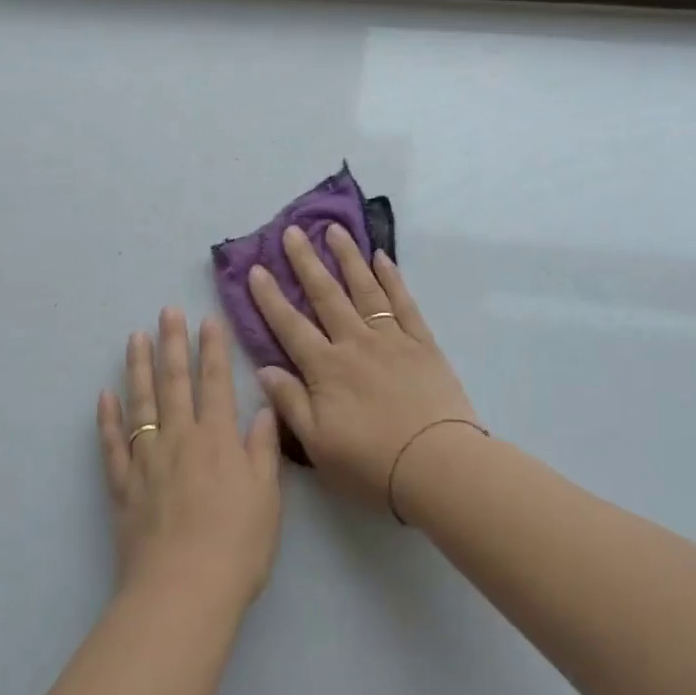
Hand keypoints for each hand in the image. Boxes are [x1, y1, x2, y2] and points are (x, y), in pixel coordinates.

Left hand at [96, 309, 281, 614]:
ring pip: (141, 404)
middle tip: (166, 311)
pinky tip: (105, 396)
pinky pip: (112, 445)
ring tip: (135, 338)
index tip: (208, 320)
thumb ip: (263, 450)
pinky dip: (107, 419)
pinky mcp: (123, 487)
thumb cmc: (237, 546)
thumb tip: (263, 410)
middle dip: (173, 344)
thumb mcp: (267, 498)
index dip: (213, 349)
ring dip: (138, 369)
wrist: (183, 592)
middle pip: (175, 382)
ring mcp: (147, 461)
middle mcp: (180, 439)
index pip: (216, 382)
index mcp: (218, 439)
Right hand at [247, 226, 480, 515]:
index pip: (291, 326)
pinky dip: (392, 278)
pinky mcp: (422, 342)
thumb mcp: (318, 444)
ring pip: (364, 289)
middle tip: (292, 231)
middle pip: (326, 295)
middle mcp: (355, 343)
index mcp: (326, 368)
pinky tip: (381, 257)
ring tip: (334, 230)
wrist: (438, 465)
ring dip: (348, 257)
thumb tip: (264, 369)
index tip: (257, 268)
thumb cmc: (372, 463)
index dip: (270, 297)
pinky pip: (403, 302)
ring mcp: (391, 338)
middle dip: (306, 262)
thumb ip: (290, 403)